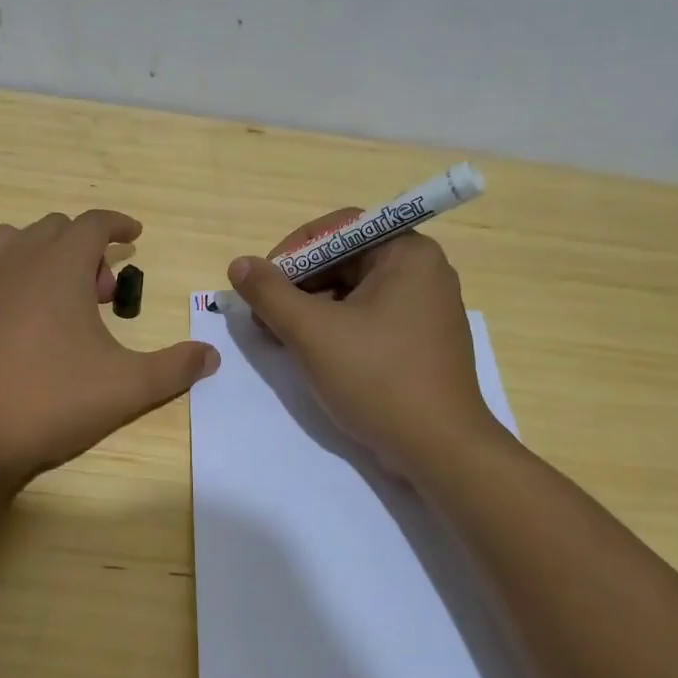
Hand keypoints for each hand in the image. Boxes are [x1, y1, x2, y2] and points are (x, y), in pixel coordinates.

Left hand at [0, 210, 219, 485]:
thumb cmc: (51, 400)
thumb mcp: (126, 387)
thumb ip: (174, 368)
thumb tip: (211, 356)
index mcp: (58, 265)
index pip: (92, 223)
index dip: (118, 224)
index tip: (135, 235)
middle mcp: (16, 262)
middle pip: (54, 229)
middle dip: (85, 248)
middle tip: (103, 293)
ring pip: (15, 242)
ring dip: (45, 254)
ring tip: (62, 297)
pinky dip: (14, 275)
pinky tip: (26, 320)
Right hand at [227, 211, 503, 475]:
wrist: (439, 449)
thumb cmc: (377, 379)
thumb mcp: (312, 332)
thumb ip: (270, 293)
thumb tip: (239, 264)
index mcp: (408, 253)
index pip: (339, 229)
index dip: (292, 251)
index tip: (261, 283)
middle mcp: (423, 271)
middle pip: (345, 259)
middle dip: (298, 284)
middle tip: (264, 315)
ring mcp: (425, 308)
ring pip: (354, 291)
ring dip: (311, 308)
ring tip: (280, 338)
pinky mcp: (420, 340)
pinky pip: (369, 317)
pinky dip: (335, 328)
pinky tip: (311, 353)